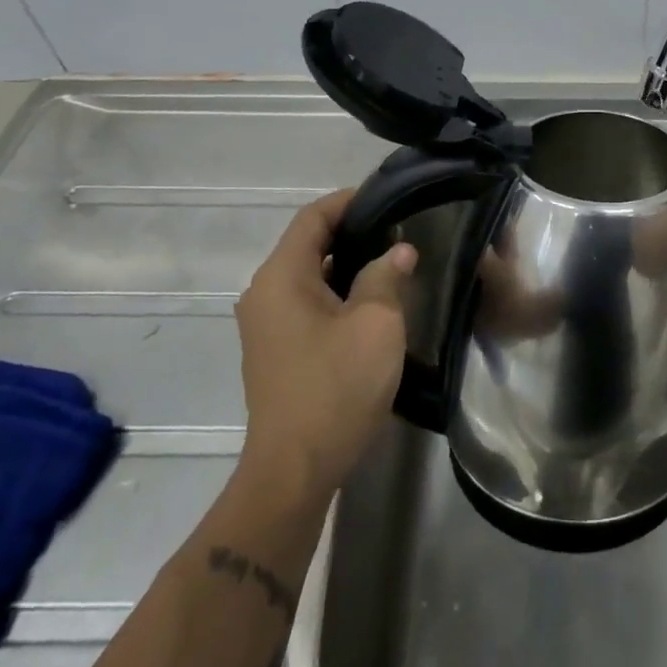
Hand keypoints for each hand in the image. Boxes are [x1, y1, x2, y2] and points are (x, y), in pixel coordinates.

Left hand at [231, 189, 413, 507]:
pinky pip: (307, 303)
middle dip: (354, 232)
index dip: (350, 201)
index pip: (313, 217)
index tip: (390, 197)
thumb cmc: (336, 386)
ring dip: (348, 264)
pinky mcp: (276, 351)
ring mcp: (267, 325)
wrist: (295, 470)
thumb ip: (386, 276)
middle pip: (309, 244)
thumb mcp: (376, 323)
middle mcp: (264, 294)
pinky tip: (373, 301)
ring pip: (310, 276)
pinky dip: (338, 291)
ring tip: (394, 260)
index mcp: (281, 277)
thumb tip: (398, 251)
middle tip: (401, 228)